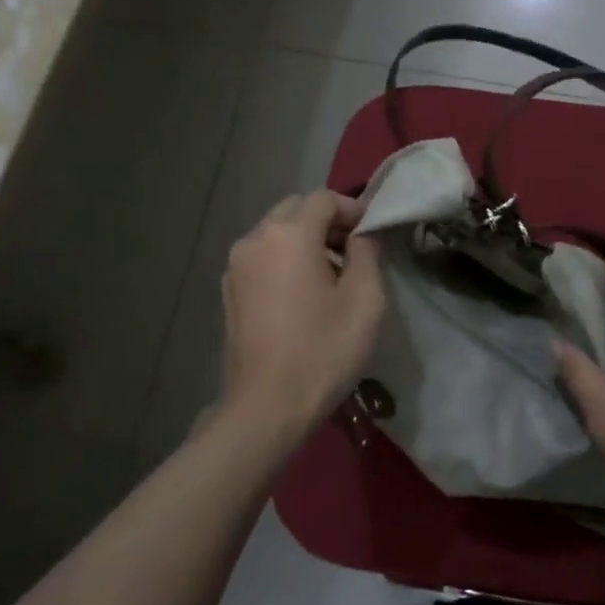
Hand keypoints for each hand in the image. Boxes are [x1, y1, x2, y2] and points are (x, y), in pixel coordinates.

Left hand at [220, 190, 385, 436]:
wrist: (268, 406)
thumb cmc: (324, 350)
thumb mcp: (365, 299)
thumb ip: (367, 253)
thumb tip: (362, 235)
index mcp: (288, 234)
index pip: (323, 198)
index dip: (353, 209)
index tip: (374, 233)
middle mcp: (255, 239)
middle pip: (295, 210)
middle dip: (328, 222)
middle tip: (356, 252)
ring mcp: (236, 266)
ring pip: (276, 233)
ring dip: (306, 241)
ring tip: (333, 276)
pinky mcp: (230, 291)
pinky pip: (263, 258)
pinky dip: (286, 261)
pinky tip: (305, 295)